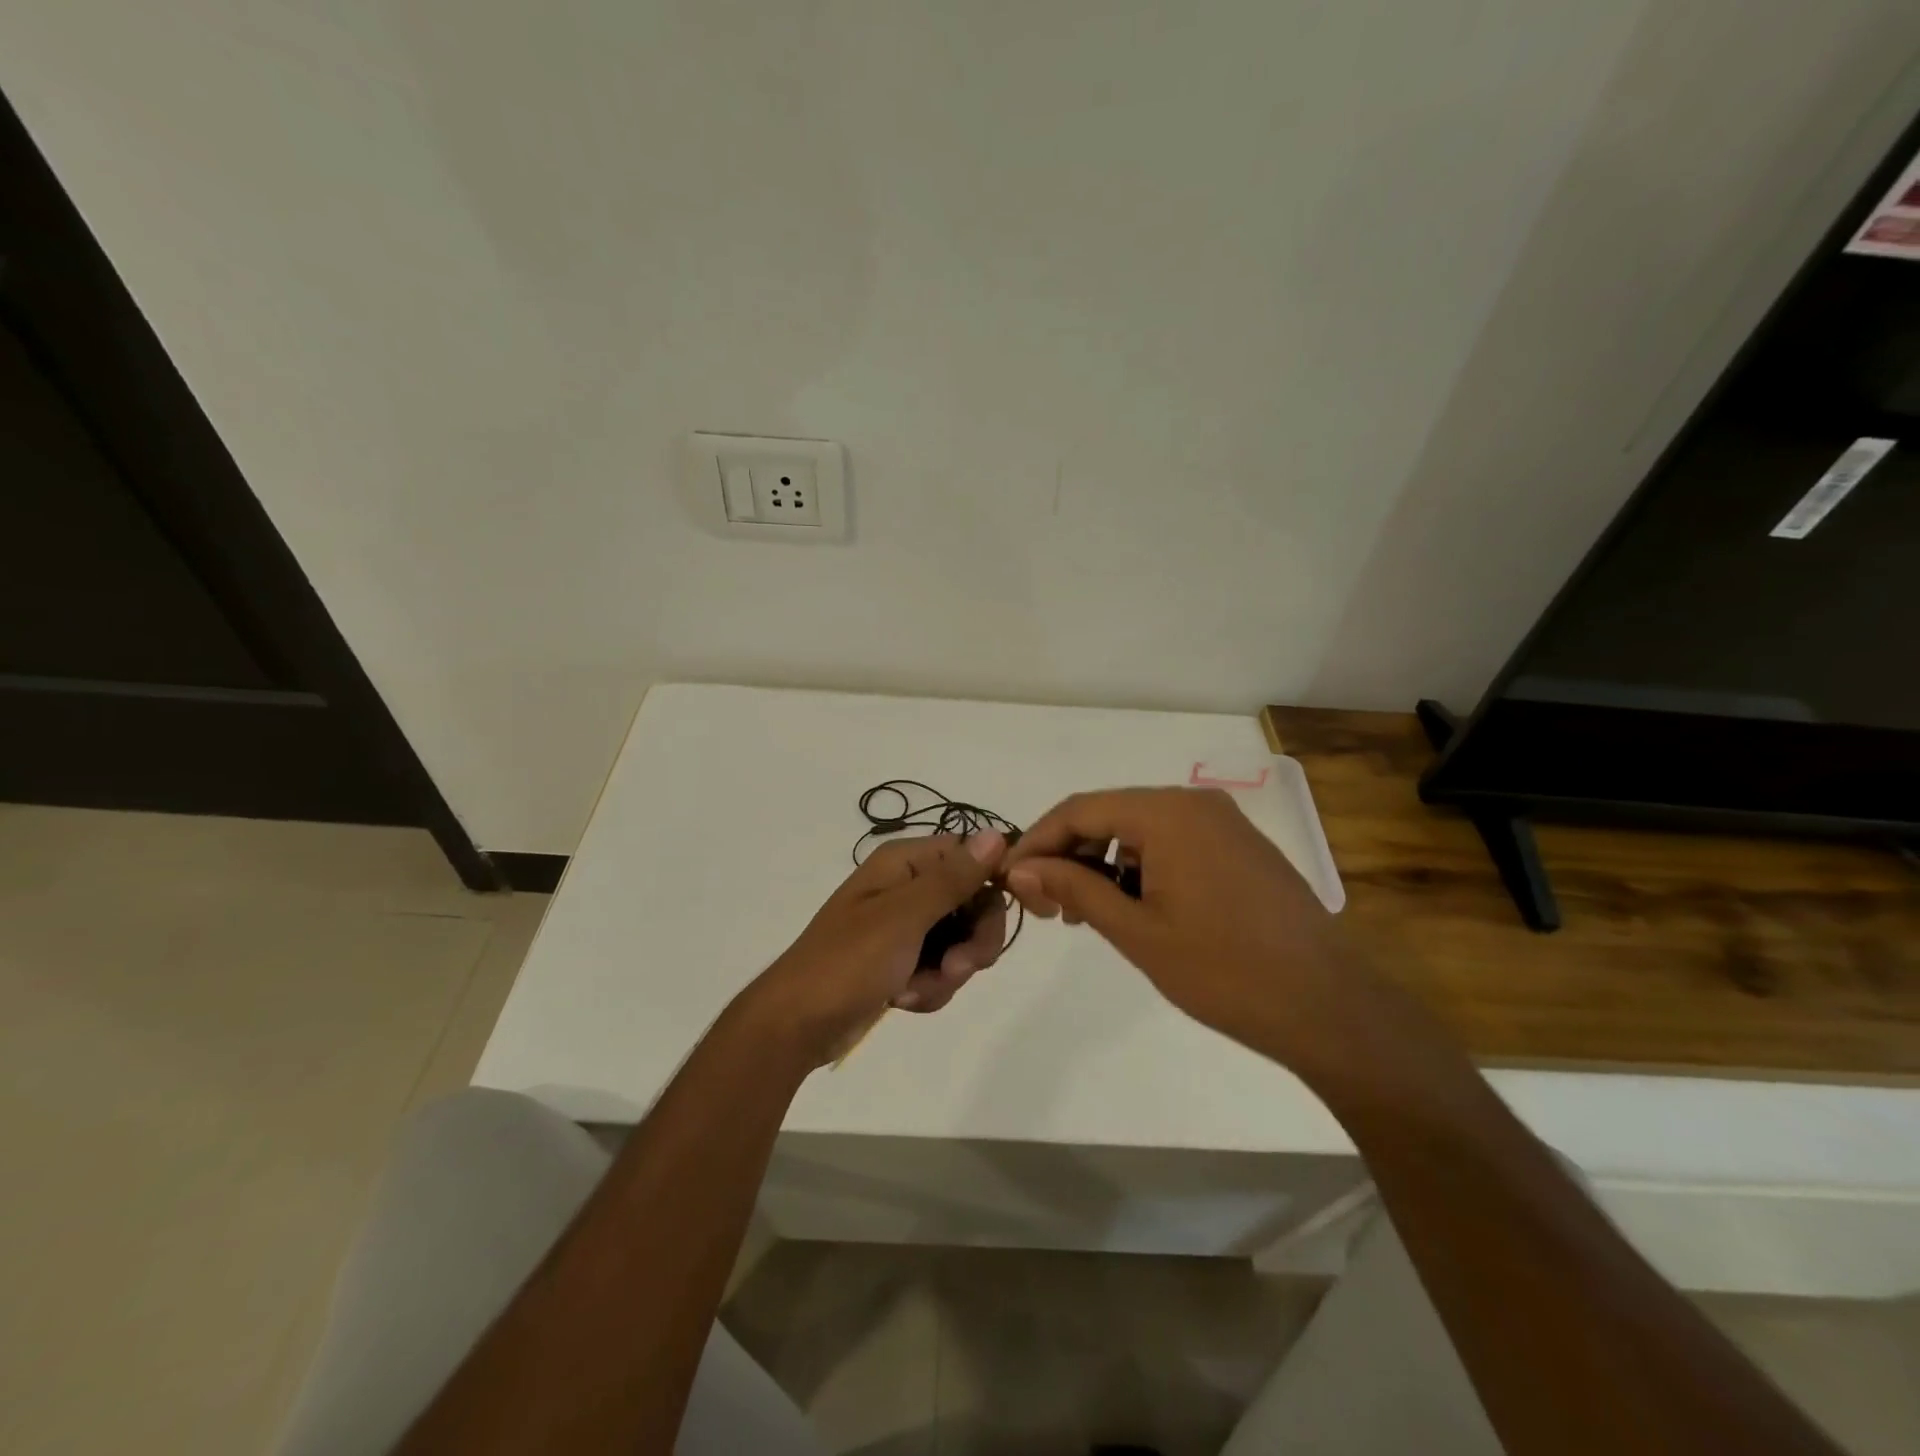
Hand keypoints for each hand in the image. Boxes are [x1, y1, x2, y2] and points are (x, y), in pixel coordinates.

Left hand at [745, 832, 1006, 1066]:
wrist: (797, 1025)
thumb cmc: (847, 962)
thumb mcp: (904, 917)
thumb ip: (953, 878)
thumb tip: (997, 833)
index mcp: (905, 863)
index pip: (971, 856)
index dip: (992, 883)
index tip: (999, 916)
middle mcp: (909, 886)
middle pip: (974, 903)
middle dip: (972, 942)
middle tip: (956, 968)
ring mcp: (907, 926)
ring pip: (962, 942)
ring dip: (948, 973)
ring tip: (913, 991)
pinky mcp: (904, 961)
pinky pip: (942, 969)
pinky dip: (930, 988)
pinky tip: (903, 1000)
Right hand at [1002, 788, 1364, 1069]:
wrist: (1328, 1006)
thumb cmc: (1224, 970)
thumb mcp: (1137, 932)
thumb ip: (1075, 889)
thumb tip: (1021, 867)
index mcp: (1168, 813)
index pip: (1080, 810)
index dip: (1038, 841)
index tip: (1010, 878)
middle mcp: (1195, 804)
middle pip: (1109, 814)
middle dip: (1069, 854)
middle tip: (1046, 904)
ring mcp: (1223, 823)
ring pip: (1140, 829)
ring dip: (1103, 863)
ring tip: (1085, 913)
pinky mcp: (1239, 846)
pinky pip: (1172, 842)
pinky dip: (1140, 867)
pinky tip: (1132, 907)